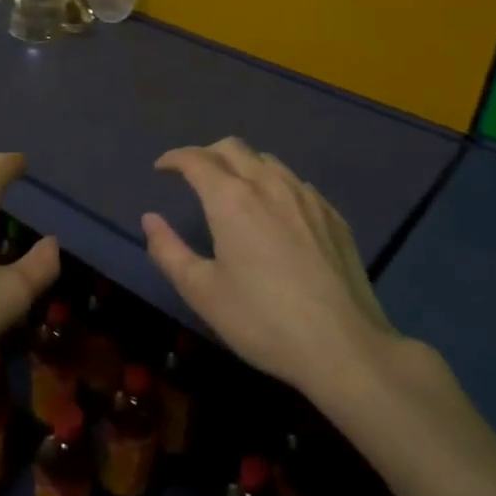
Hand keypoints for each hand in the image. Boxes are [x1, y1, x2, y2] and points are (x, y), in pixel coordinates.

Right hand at [142, 137, 401, 394]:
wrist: (345, 347)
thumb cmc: (263, 320)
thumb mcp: (202, 292)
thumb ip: (168, 251)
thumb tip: (150, 219)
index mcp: (231, 199)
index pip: (195, 159)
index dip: (174, 159)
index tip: (161, 169)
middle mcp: (268, 185)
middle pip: (232, 147)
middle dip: (206, 153)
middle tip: (192, 175)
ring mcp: (306, 197)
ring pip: (267, 161)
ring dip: (241, 165)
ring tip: (232, 190)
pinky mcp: (332, 216)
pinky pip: (295, 183)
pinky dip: (273, 184)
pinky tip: (275, 212)